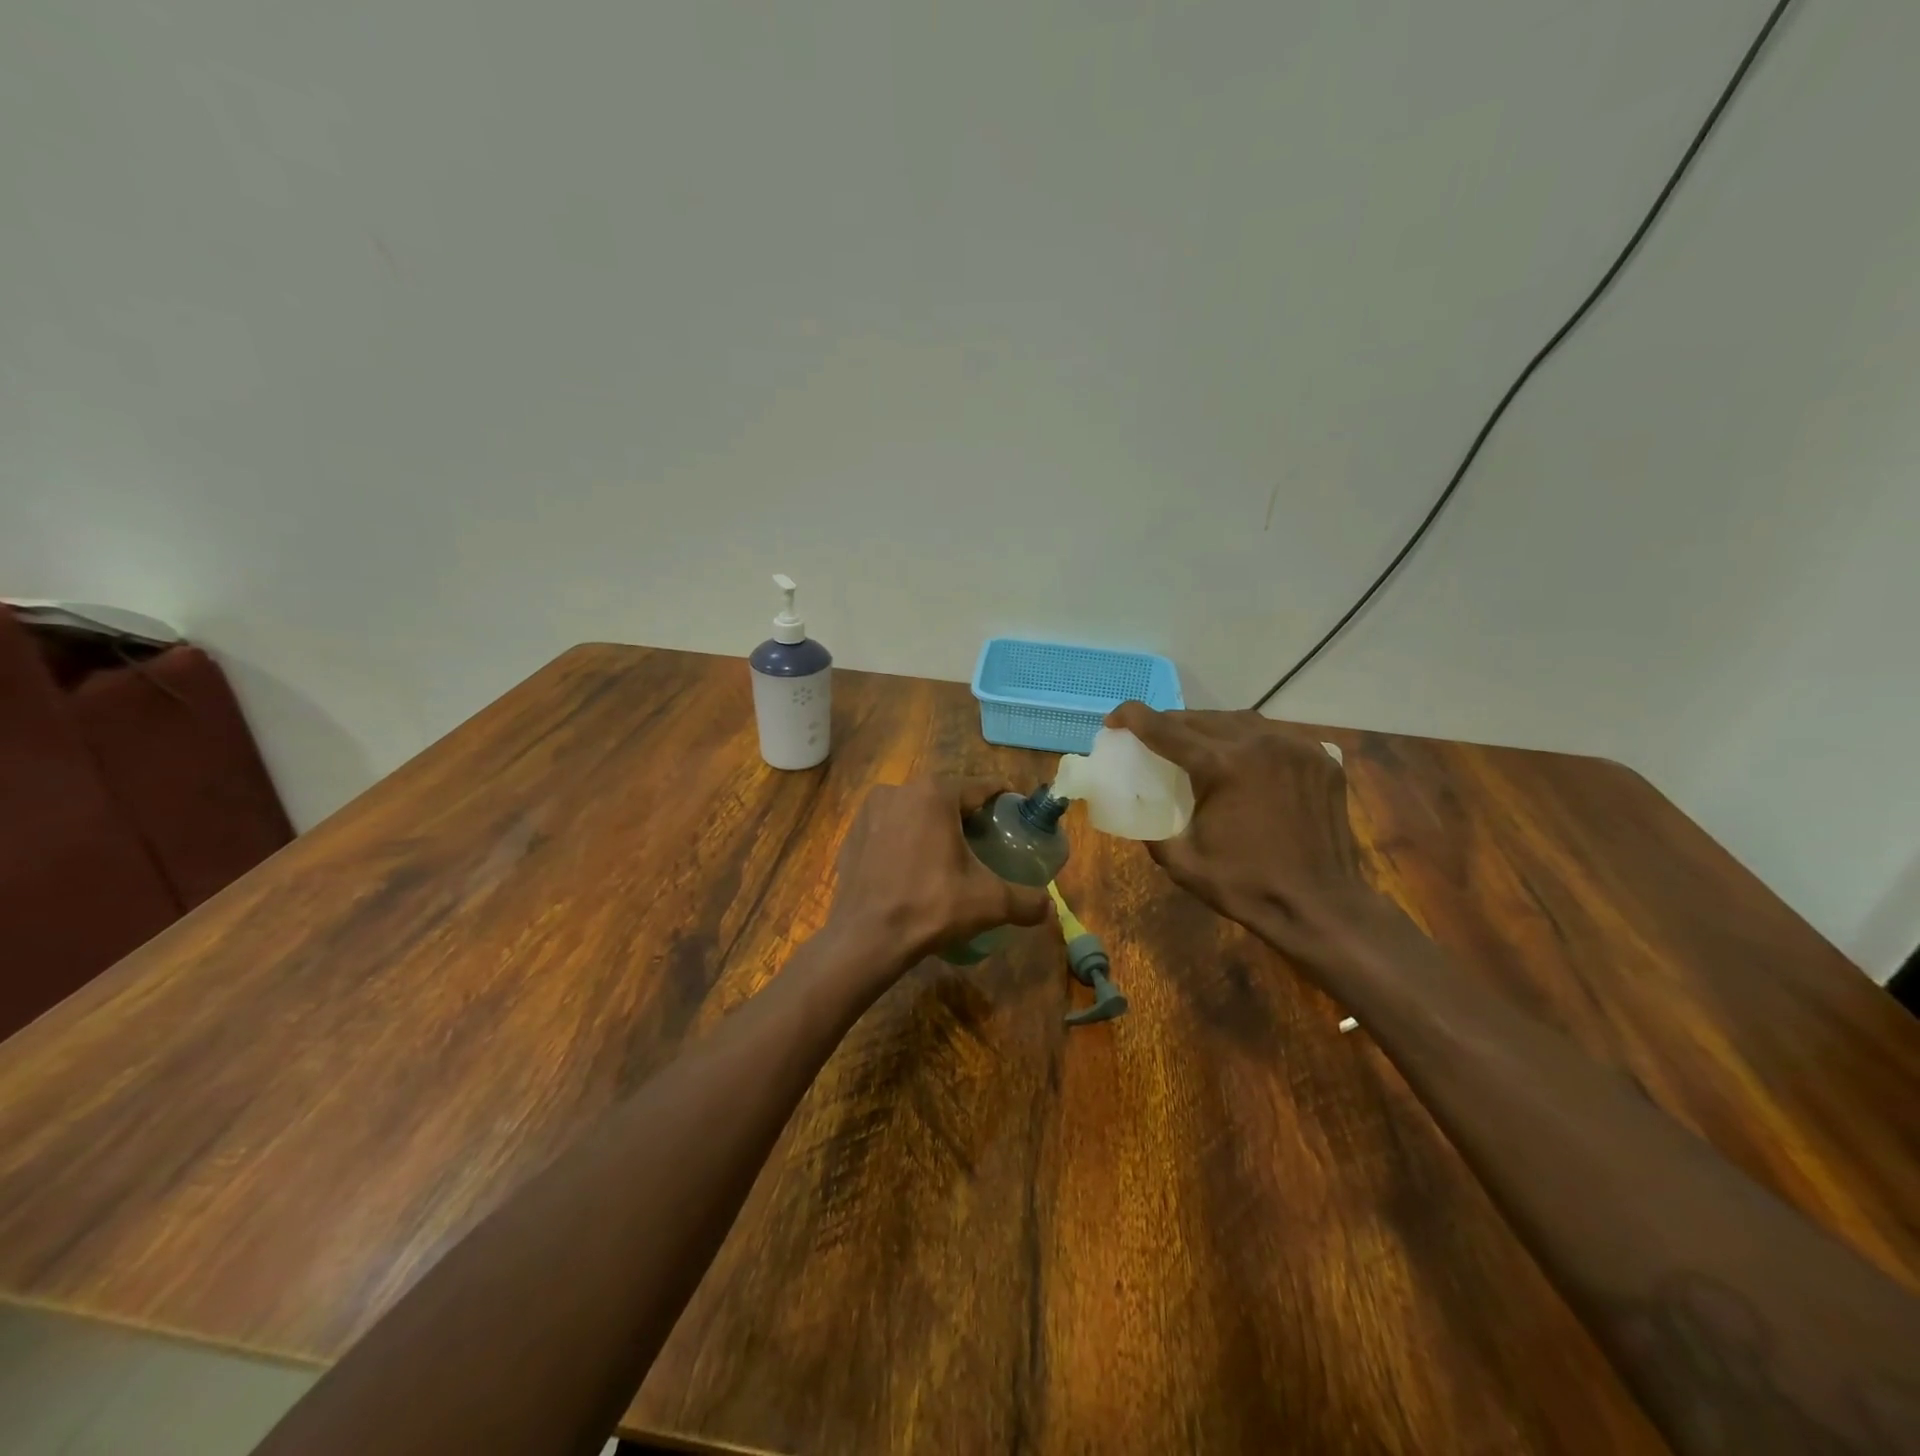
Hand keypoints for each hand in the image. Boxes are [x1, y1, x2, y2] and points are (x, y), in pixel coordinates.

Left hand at [822, 777, 1050, 978]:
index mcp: (935, 794)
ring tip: (950, 852)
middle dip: (967, 813)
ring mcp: (870, 811)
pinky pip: (889, 828)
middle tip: (986, 838)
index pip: (980, 786)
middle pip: (946, 796)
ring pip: (915, 810)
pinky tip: (914, 866)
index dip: (1002, 798)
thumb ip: (1026, 901)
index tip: (1015, 813)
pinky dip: (905, 839)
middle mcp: (900, 790)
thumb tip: (1049, 906)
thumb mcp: (988, 902)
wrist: (866, 938)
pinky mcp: (853, 833)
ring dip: (933, 824)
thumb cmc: (931, 906)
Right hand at [1105, 702, 1398, 965]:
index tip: (1114, 720)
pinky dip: (1249, 740)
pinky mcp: (1320, 758)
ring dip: (1209, 728)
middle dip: (1170, 723)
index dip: (1133, 718)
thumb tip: (1135, 810)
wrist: (1321, 906)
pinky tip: (1242, 758)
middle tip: (1152, 737)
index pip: (1165, 729)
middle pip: (1201, 718)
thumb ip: (1151, 830)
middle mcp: (1259, 744)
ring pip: (1239, 721)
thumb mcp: (1182, 862)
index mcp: (1222, 766)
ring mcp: (1295, 747)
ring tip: (1195, 744)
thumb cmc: (1247, 887)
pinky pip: (1274, 736)